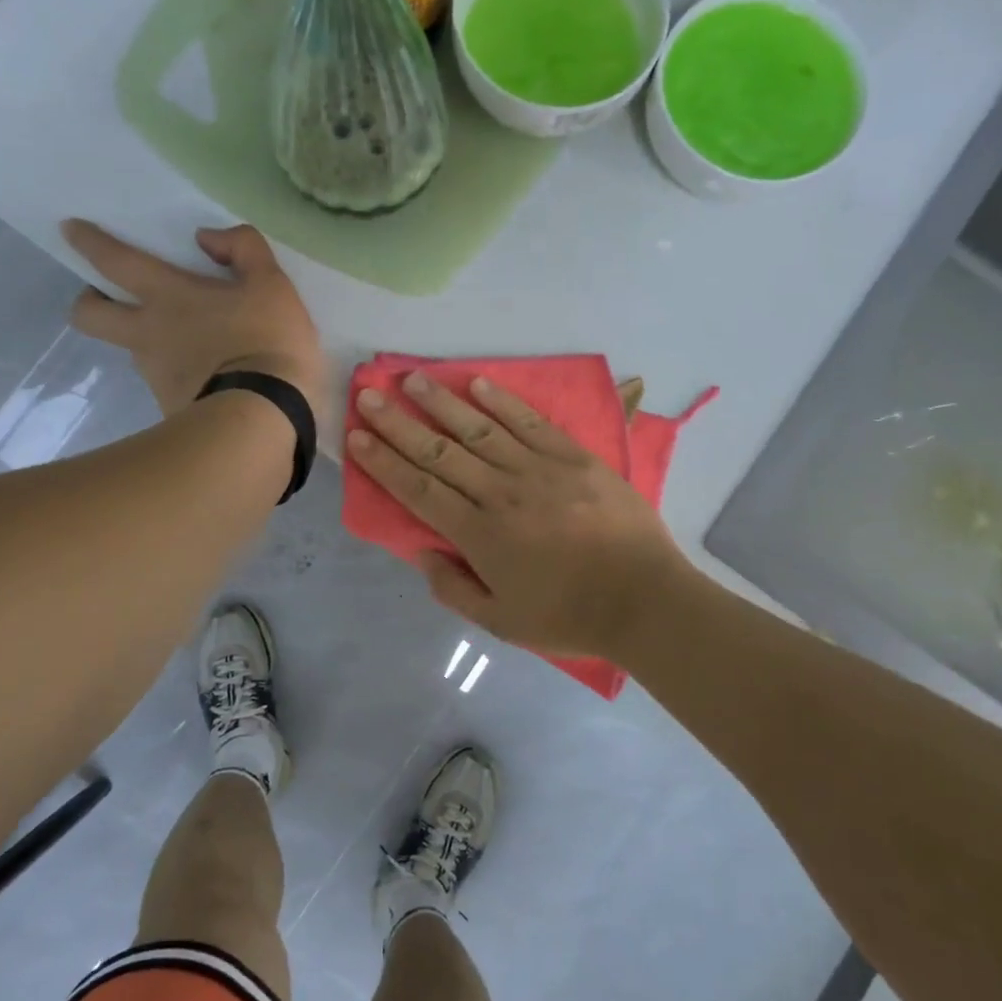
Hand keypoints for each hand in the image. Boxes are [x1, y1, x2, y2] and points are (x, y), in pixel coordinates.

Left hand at [63, 220, 325, 422]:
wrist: (263, 420)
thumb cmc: (266, 343)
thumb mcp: (272, 285)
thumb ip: (243, 248)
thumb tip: (207, 238)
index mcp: (168, 297)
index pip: (116, 262)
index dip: (90, 242)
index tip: (70, 229)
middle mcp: (149, 335)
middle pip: (90, 317)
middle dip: (88, 302)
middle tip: (107, 298)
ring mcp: (156, 377)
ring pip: (133, 353)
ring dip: (146, 344)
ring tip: (186, 347)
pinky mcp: (171, 410)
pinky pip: (167, 386)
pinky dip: (180, 379)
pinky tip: (210, 382)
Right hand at [347, 373, 692, 660]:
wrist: (644, 599)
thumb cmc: (569, 616)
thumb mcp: (502, 622)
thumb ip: (454, 588)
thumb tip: (423, 552)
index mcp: (480, 535)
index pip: (420, 490)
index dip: (384, 462)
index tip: (358, 437)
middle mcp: (501, 493)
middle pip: (440, 452)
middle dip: (399, 423)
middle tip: (369, 395)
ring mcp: (539, 469)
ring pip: (480, 429)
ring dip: (442, 402)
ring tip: (413, 378)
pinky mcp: (573, 457)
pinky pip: (530, 422)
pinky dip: (503, 402)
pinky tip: (478, 383)